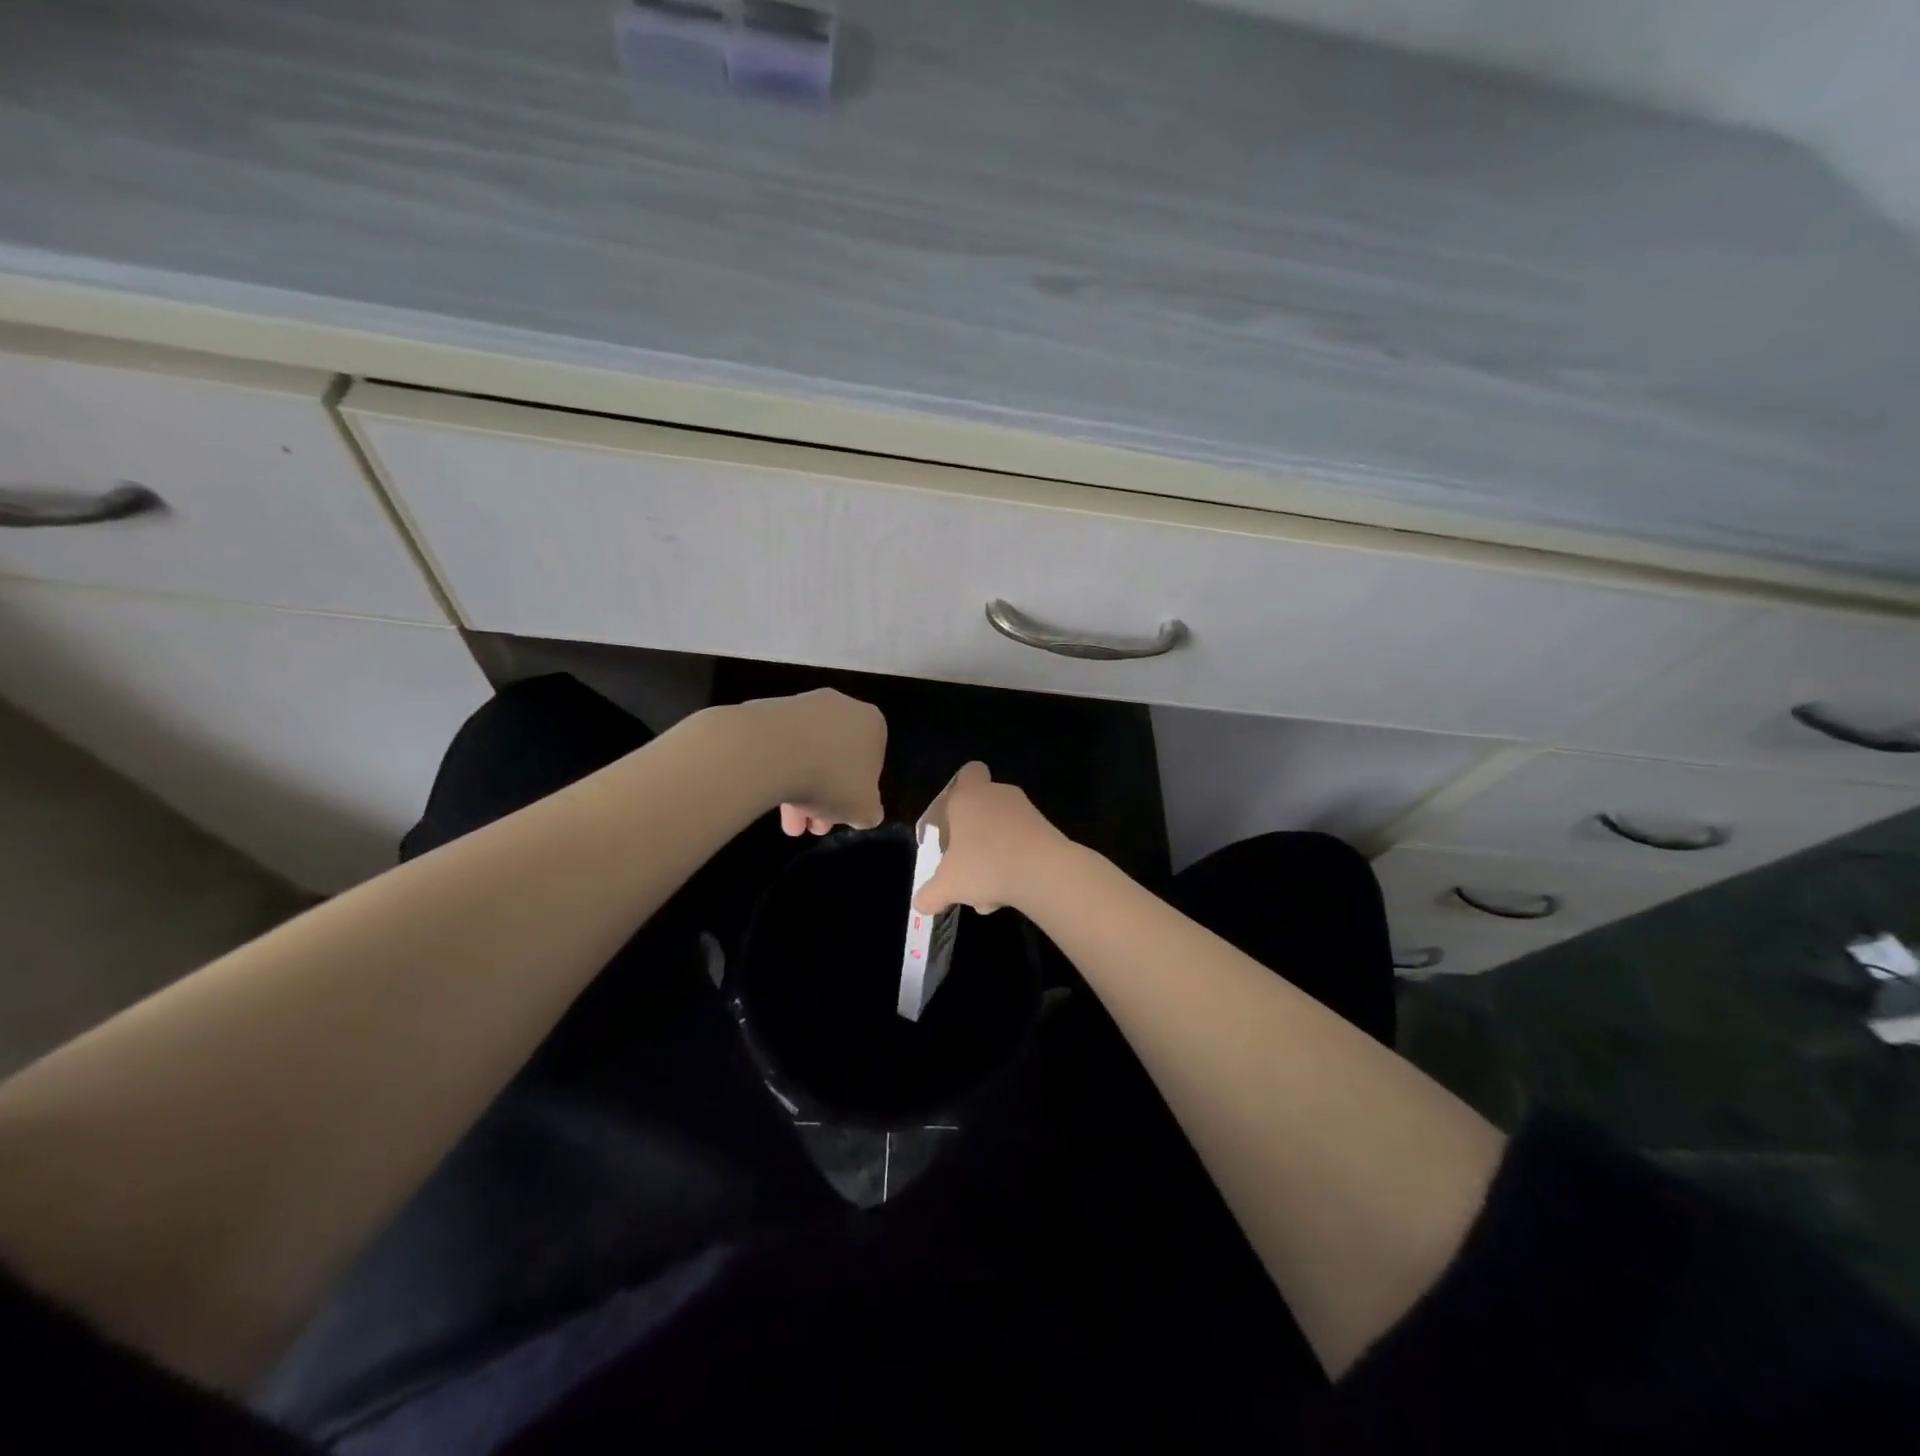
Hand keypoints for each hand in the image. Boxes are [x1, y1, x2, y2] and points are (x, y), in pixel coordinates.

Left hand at [735, 688, 886, 835]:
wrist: (770, 750)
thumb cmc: (831, 779)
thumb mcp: (864, 809)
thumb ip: (869, 811)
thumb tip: (863, 811)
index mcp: (872, 723)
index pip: (871, 763)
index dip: (857, 794)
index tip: (842, 815)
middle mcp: (841, 706)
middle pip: (836, 760)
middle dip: (826, 797)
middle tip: (812, 826)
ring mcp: (803, 705)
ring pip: (808, 754)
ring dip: (801, 790)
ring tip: (788, 823)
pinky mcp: (769, 709)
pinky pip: (781, 745)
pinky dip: (778, 770)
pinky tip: (769, 797)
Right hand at [913, 762, 1070, 914]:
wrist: (1045, 872)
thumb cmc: (984, 865)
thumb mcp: (947, 885)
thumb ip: (929, 894)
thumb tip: (920, 903)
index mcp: (968, 796)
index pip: (968, 773)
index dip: (958, 792)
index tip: (951, 822)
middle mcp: (997, 795)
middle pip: (981, 809)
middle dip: (971, 838)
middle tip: (963, 865)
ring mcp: (1025, 811)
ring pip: (1000, 832)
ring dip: (991, 857)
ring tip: (986, 893)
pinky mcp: (1046, 830)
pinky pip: (1021, 845)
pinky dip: (1013, 865)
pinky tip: (1007, 895)